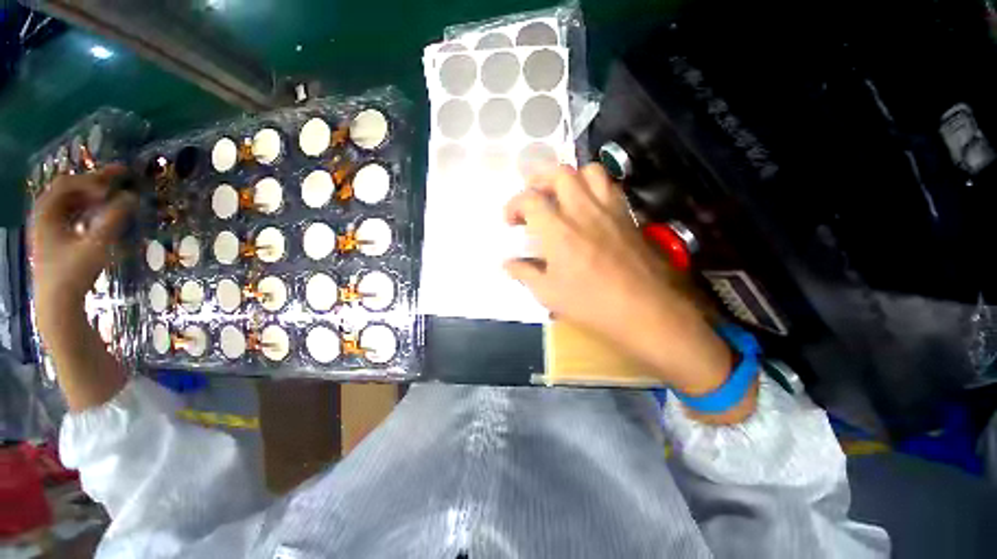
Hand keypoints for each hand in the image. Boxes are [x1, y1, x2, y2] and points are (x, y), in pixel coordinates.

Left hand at [29, 168, 135, 325]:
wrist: (58, 304)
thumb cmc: (72, 273)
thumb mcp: (95, 246)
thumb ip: (113, 220)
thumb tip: (131, 198)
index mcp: (46, 212)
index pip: (68, 183)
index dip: (93, 181)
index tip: (116, 184)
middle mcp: (45, 214)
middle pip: (69, 188)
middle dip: (94, 181)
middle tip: (121, 175)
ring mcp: (49, 226)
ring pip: (71, 200)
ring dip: (93, 194)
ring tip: (115, 191)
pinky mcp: (57, 237)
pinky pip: (73, 213)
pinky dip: (89, 207)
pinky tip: (103, 210)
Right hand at [504, 164, 733, 395]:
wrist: (647, 310)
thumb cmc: (592, 304)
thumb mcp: (548, 294)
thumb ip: (524, 273)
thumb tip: (507, 264)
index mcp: (558, 230)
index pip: (529, 199)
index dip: (514, 205)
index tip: (511, 221)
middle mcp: (583, 210)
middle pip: (560, 173)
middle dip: (540, 181)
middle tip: (534, 200)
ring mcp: (609, 210)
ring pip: (590, 171)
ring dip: (571, 178)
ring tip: (562, 197)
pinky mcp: (628, 216)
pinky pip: (611, 187)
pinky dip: (594, 187)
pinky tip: (589, 208)